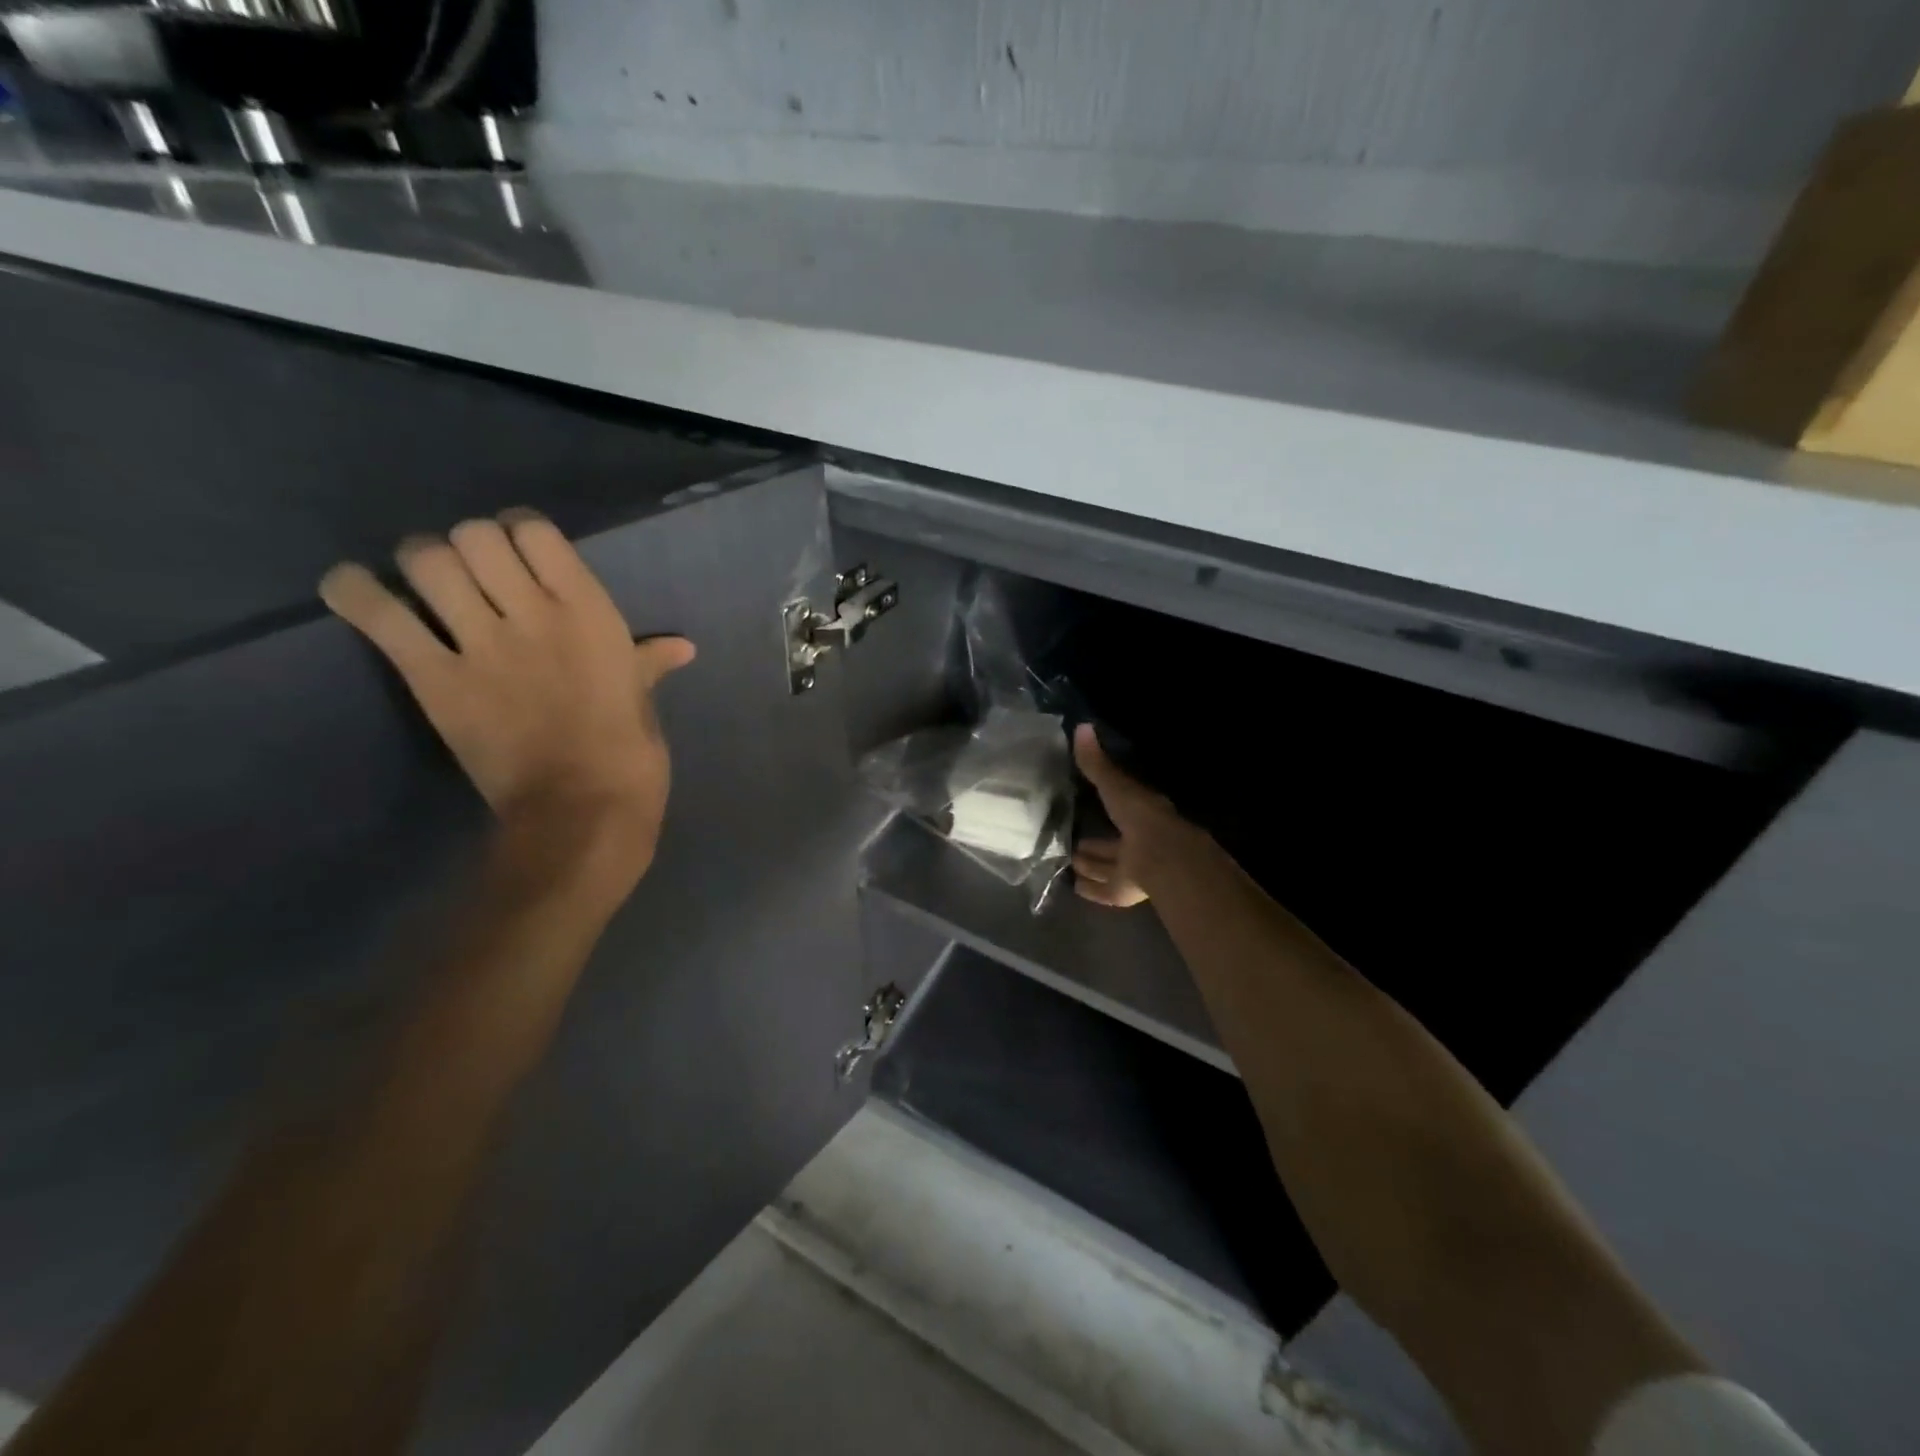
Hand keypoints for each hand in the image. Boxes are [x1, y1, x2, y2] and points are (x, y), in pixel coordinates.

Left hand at [320, 510, 694, 885]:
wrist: (582, 811)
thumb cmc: (629, 755)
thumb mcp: (642, 700)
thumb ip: (647, 662)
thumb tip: (681, 647)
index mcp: (592, 613)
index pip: (535, 531)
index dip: (517, 531)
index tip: (517, 551)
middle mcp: (536, 613)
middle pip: (473, 535)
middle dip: (466, 546)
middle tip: (469, 574)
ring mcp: (483, 644)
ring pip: (427, 560)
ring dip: (420, 563)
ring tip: (423, 584)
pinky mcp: (436, 679)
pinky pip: (380, 616)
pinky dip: (355, 593)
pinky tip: (353, 590)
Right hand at [1071, 723, 1194, 907]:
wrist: (1162, 857)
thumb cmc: (1140, 816)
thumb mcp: (1114, 785)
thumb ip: (1096, 763)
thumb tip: (1081, 726)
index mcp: (1140, 814)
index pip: (1120, 807)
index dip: (1106, 805)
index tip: (1085, 804)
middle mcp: (1138, 842)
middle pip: (1112, 844)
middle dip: (1095, 844)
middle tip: (1071, 843)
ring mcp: (1134, 869)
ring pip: (1108, 866)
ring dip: (1091, 865)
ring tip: (1068, 862)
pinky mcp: (1126, 892)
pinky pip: (1105, 890)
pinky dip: (1091, 889)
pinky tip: (1075, 887)